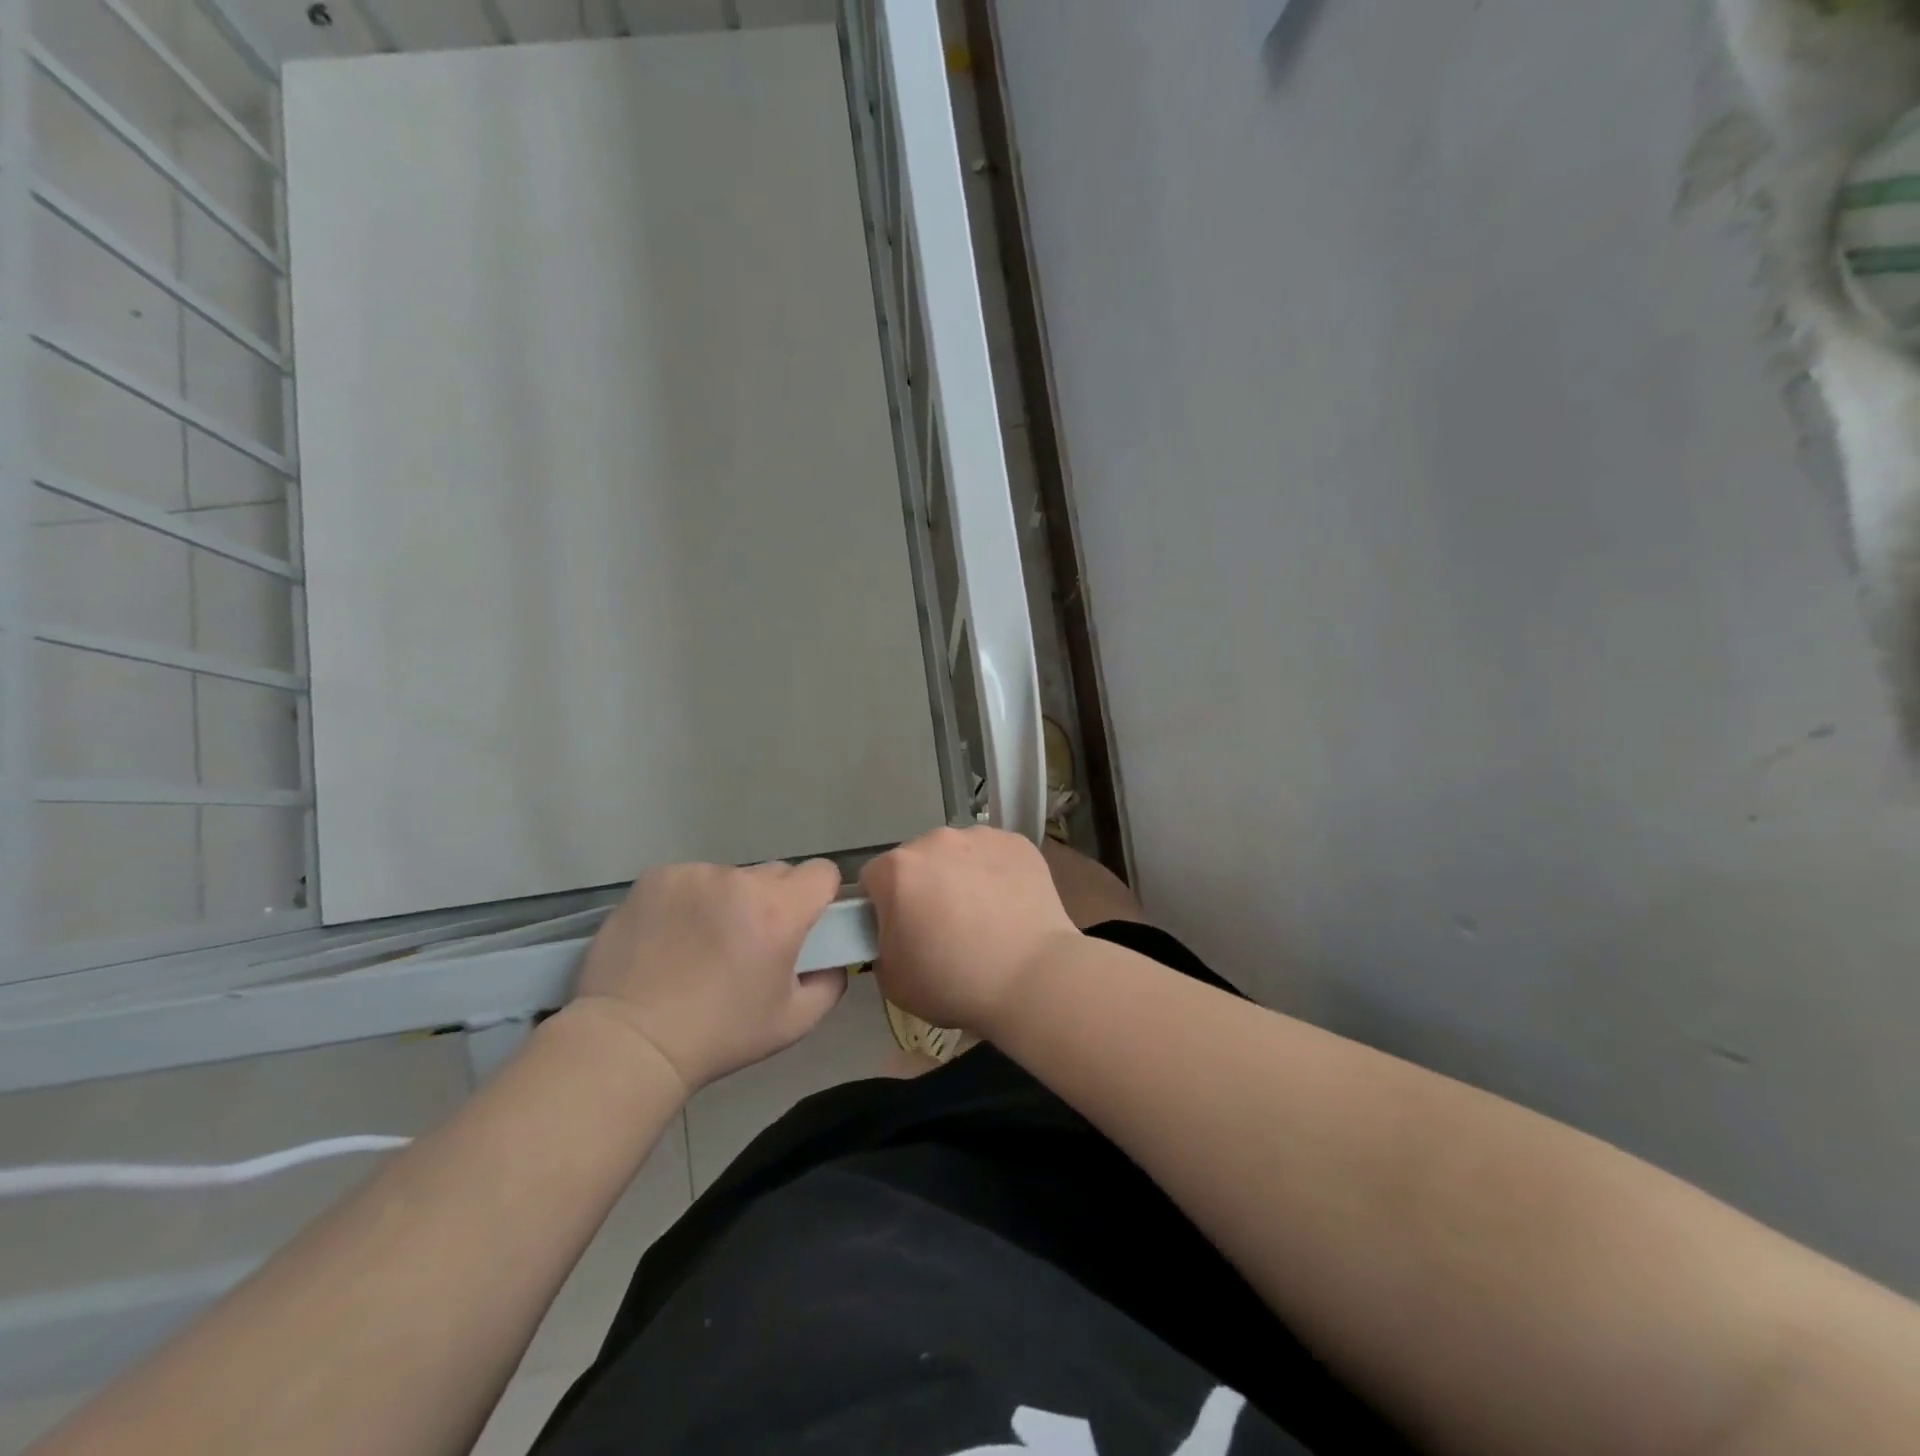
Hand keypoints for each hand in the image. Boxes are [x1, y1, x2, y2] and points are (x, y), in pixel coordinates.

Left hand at [572, 860, 845, 1094]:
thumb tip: (832, 960)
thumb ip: (830, 983)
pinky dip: (689, 901)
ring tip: (701, 945)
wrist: (629, 1042)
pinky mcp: (656, 878)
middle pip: (776, 874)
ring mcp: (694, 875)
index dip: (819, 897)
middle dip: (772, 901)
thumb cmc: (719, 1035)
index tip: (803, 924)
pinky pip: (690, 880)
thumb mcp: (793, 1022)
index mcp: (779, 911)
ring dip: (728, 902)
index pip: (822, 872)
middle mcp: (739, 881)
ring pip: (730, 878)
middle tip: (749, 943)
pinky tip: (670, 937)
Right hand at [859, 827, 1079, 1033]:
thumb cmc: (954, 983)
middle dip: (922, 886)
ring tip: (984, 917)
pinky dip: (996, 873)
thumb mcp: (893, 979)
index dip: (882, 908)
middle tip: (944, 927)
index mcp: (898, 869)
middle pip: (917, 861)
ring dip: (960, 876)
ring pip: (958, 854)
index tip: (901, 932)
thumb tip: (896, 931)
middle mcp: (936, 840)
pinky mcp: (1018, 842)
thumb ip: (881, 943)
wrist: (1033, 978)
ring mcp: (981, 836)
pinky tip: (1009, 906)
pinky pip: (995, 855)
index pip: (873, 880)